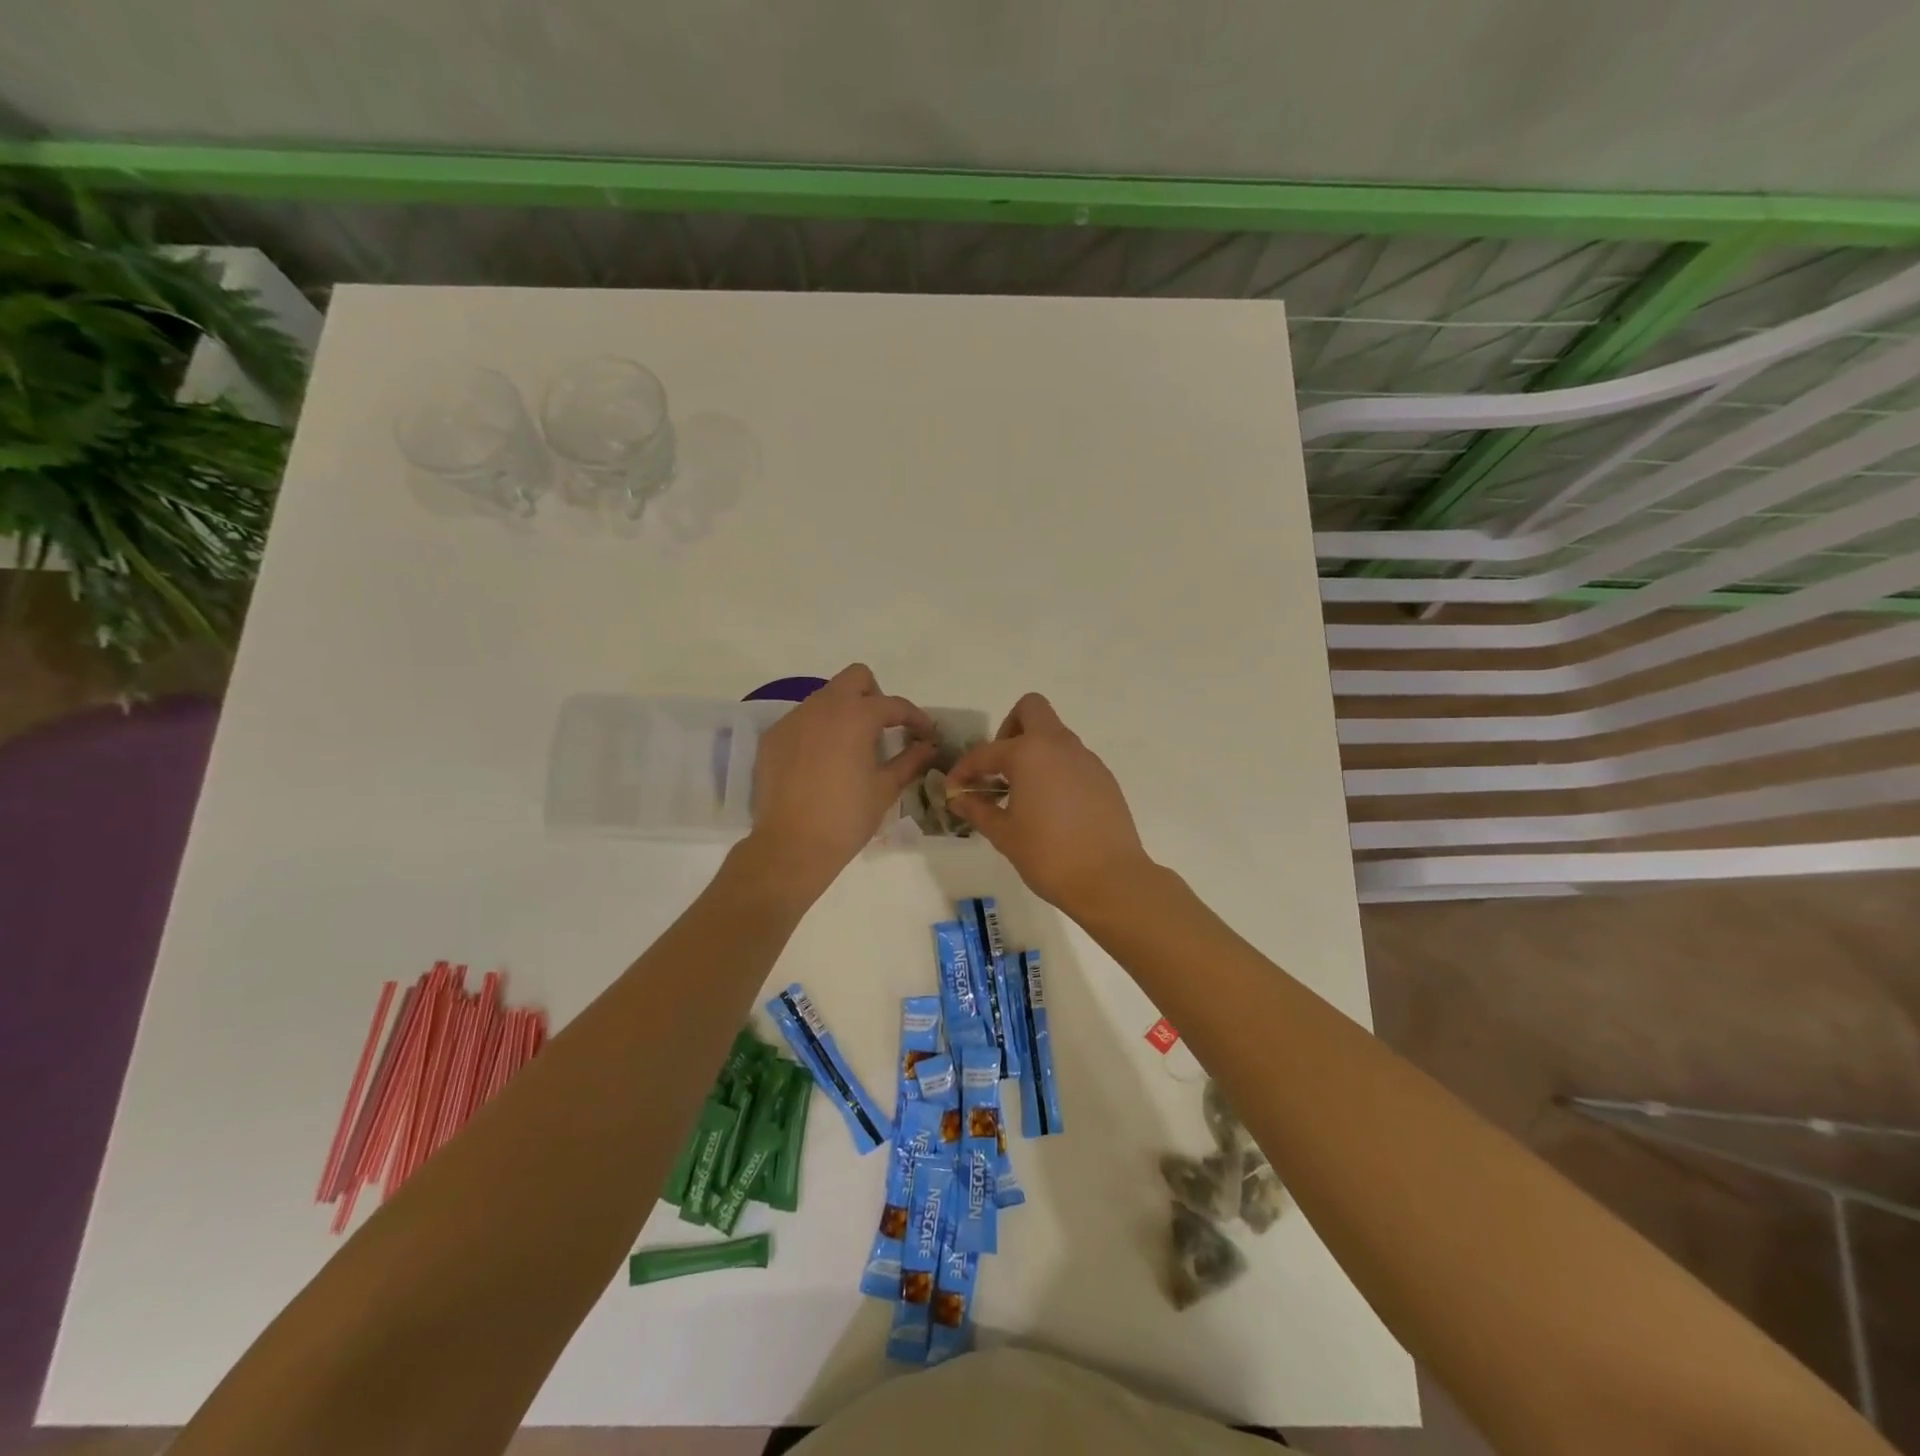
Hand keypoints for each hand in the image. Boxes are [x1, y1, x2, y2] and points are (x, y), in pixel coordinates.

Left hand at [742, 664, 937, 905]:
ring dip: (845, 712)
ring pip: (826, 697)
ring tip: (852, 747)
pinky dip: (819, 730)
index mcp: (856, 716)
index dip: (915, 718)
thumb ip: (910, 760)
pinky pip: (802, 720)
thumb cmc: (847, 817)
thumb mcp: (885, 788)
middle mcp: (823, 707)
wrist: (791, 846)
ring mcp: (793, 720)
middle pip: (855, 679)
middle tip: (883, 729)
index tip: (925, 734)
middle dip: (875, 696)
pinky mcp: (773, 738)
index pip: (894, 704)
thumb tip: (928, 746)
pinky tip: (822, 762)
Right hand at [946, 693, 1153, 913]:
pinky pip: (1072, 760)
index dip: (965, 769)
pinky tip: (1050, 806)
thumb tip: (958, 799)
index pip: (986, 752)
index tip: (954, 789)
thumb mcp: (1004, 834)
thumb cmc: (1048, 855)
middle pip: (1031, 710)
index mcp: (1029, 753)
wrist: (1110, 879)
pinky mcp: (1104, 778)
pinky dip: (1055, 770)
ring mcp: (1087, 760)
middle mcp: (1060, 746)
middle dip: (1008, 729)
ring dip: (1034, 752)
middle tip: (999, 768)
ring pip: (1054, 736)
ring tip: (1022, 793)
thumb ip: (978, 810)